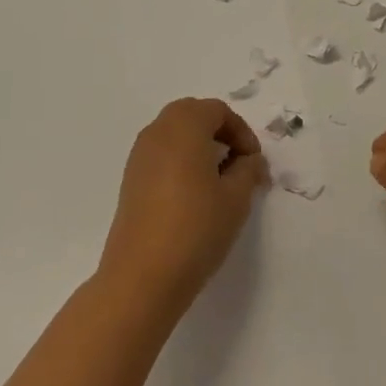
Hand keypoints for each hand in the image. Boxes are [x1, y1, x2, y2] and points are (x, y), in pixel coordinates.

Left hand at [99, 98, 268, 312]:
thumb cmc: (196, 227)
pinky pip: (162, 155)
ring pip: (175, 135)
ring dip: (199, 147)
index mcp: (185, 124)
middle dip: (220, 134)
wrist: (142, 275)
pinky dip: (181, 162)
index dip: (242, 132)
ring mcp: (140, 155)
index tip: (254, 162)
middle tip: (239, 165)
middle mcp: (158, 130)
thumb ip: (248, 170)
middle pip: (193, 115)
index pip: (218, 110)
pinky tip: (194, 196)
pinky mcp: (131, 179)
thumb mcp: (236, 198)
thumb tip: (250, 160)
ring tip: (219, 182)